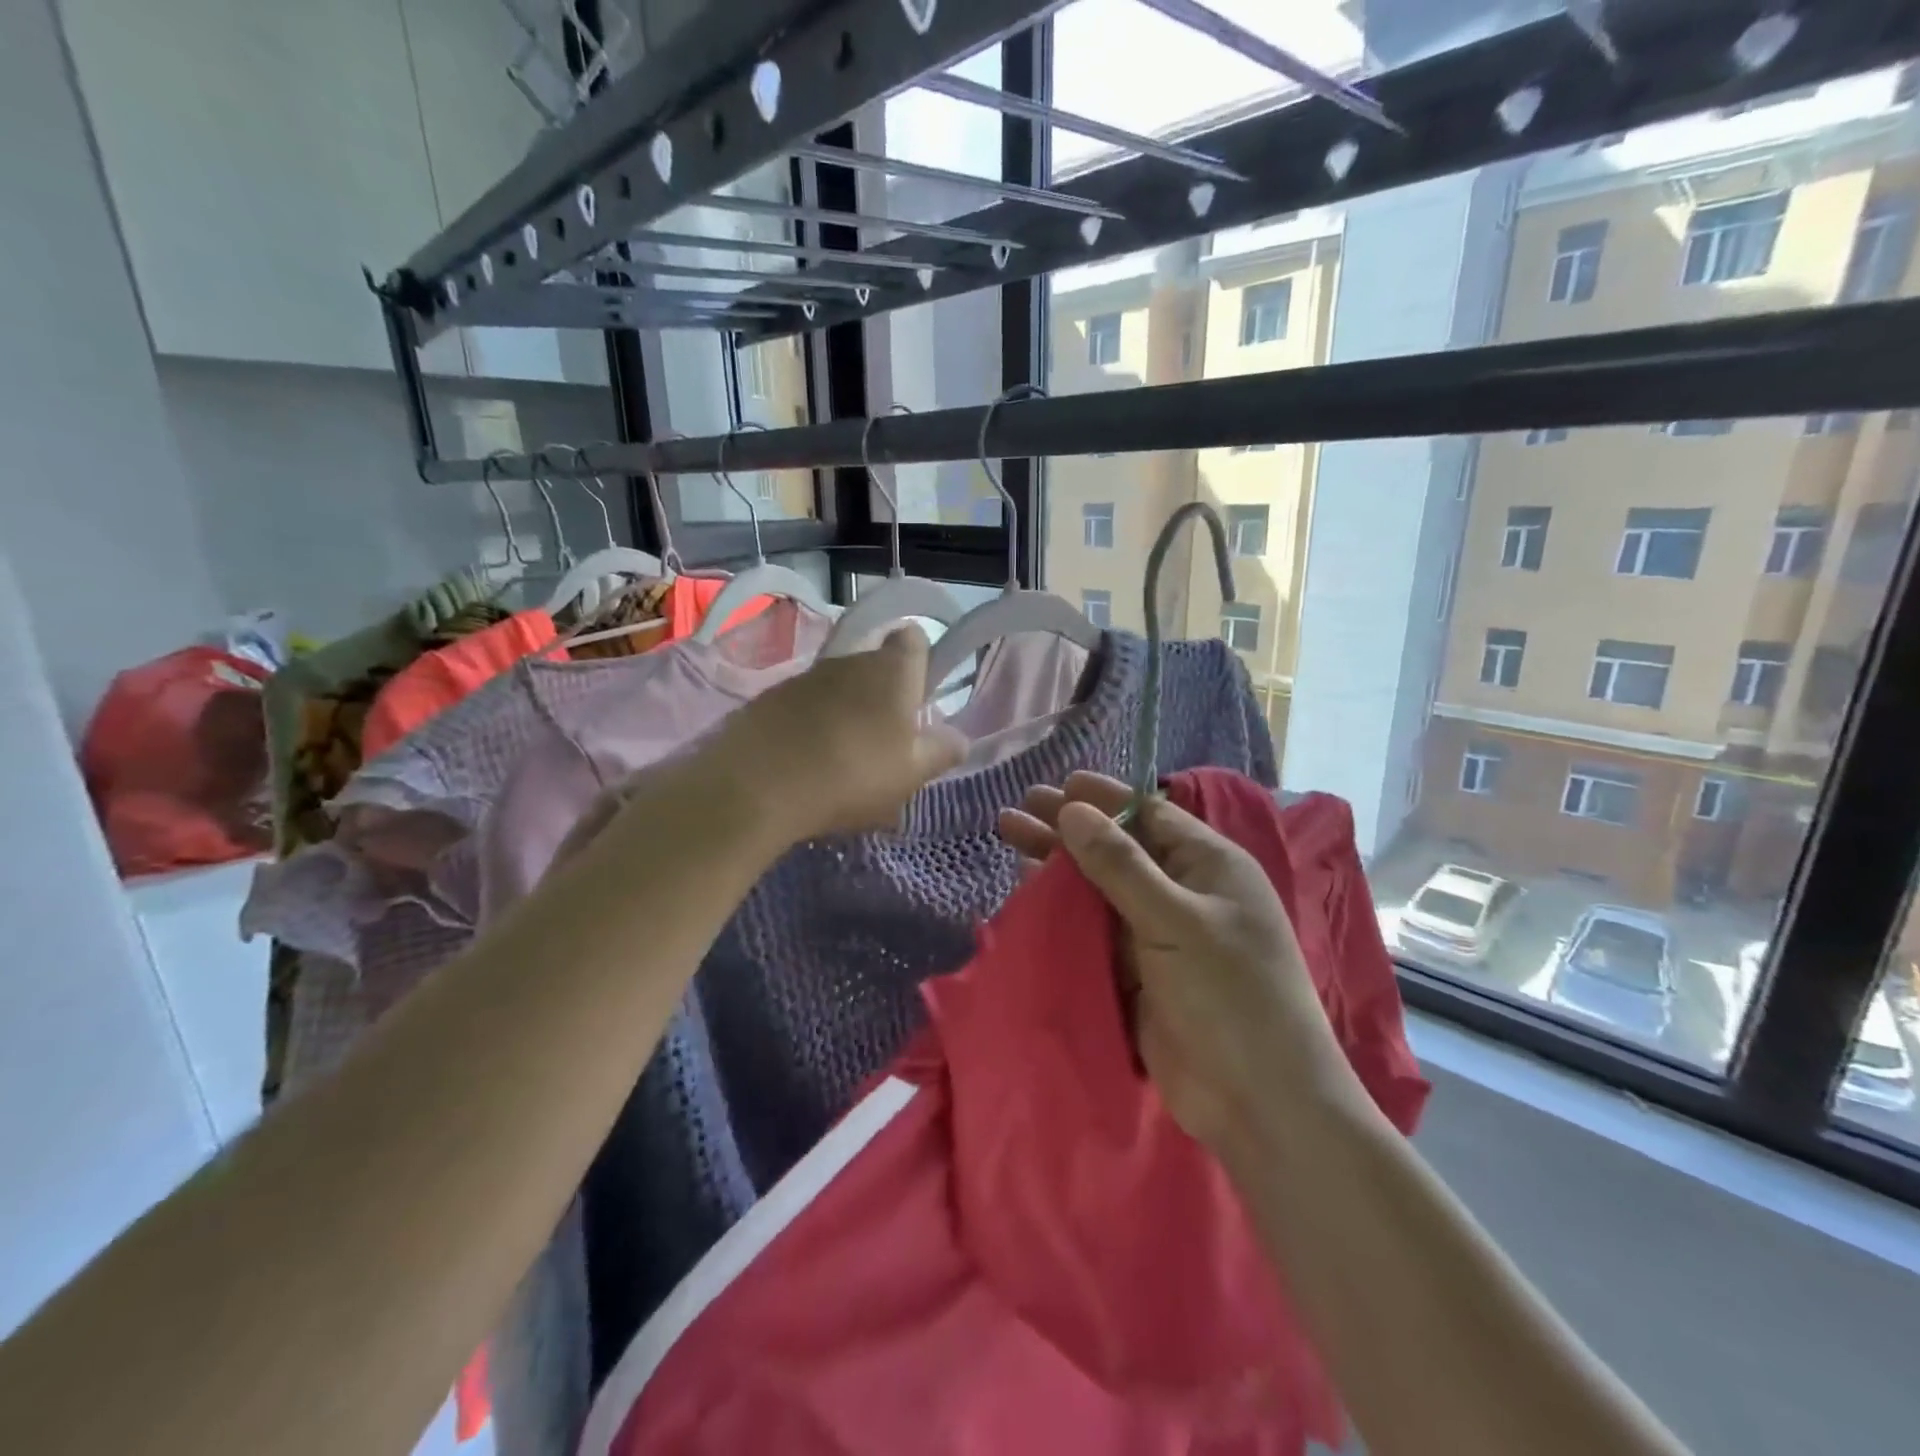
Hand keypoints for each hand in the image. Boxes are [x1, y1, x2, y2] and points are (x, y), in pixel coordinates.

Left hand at [720, 625, 965, 840]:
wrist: (757, 787)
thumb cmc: (852, 775)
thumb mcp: (911, 774)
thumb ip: (941, 752)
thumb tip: (959, 739)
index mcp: (892, 671)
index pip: (914, 638)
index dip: (920, 660)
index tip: (919, 696)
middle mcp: (849, 661)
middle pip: (874, 665)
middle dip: (882, 694)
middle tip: (886, 740)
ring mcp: (805, 676)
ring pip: (837, 686)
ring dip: (845, 710)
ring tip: (843, 757)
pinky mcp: (768, 698)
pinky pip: (803, 704)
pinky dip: (810, 723)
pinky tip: (805, 761)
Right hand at [998, 773, 1365, 1155]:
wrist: (1258, 1102)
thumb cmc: (1230, 995)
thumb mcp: (1176, 920)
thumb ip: (1120, 865)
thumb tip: (1073, 810)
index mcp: (1210, 866)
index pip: (1150, 815)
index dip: (1103, 799)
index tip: (1059, 785)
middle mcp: (1184, 892)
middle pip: (1118, 848)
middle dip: (1069, 828)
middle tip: (1019, 808)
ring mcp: (1160, 934)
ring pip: (1100, 888)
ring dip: (1059, 866)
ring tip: (1010, 838)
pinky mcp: (1137, 972)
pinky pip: (1094, 929)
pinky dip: (1062, 911)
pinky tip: (1027, 892)